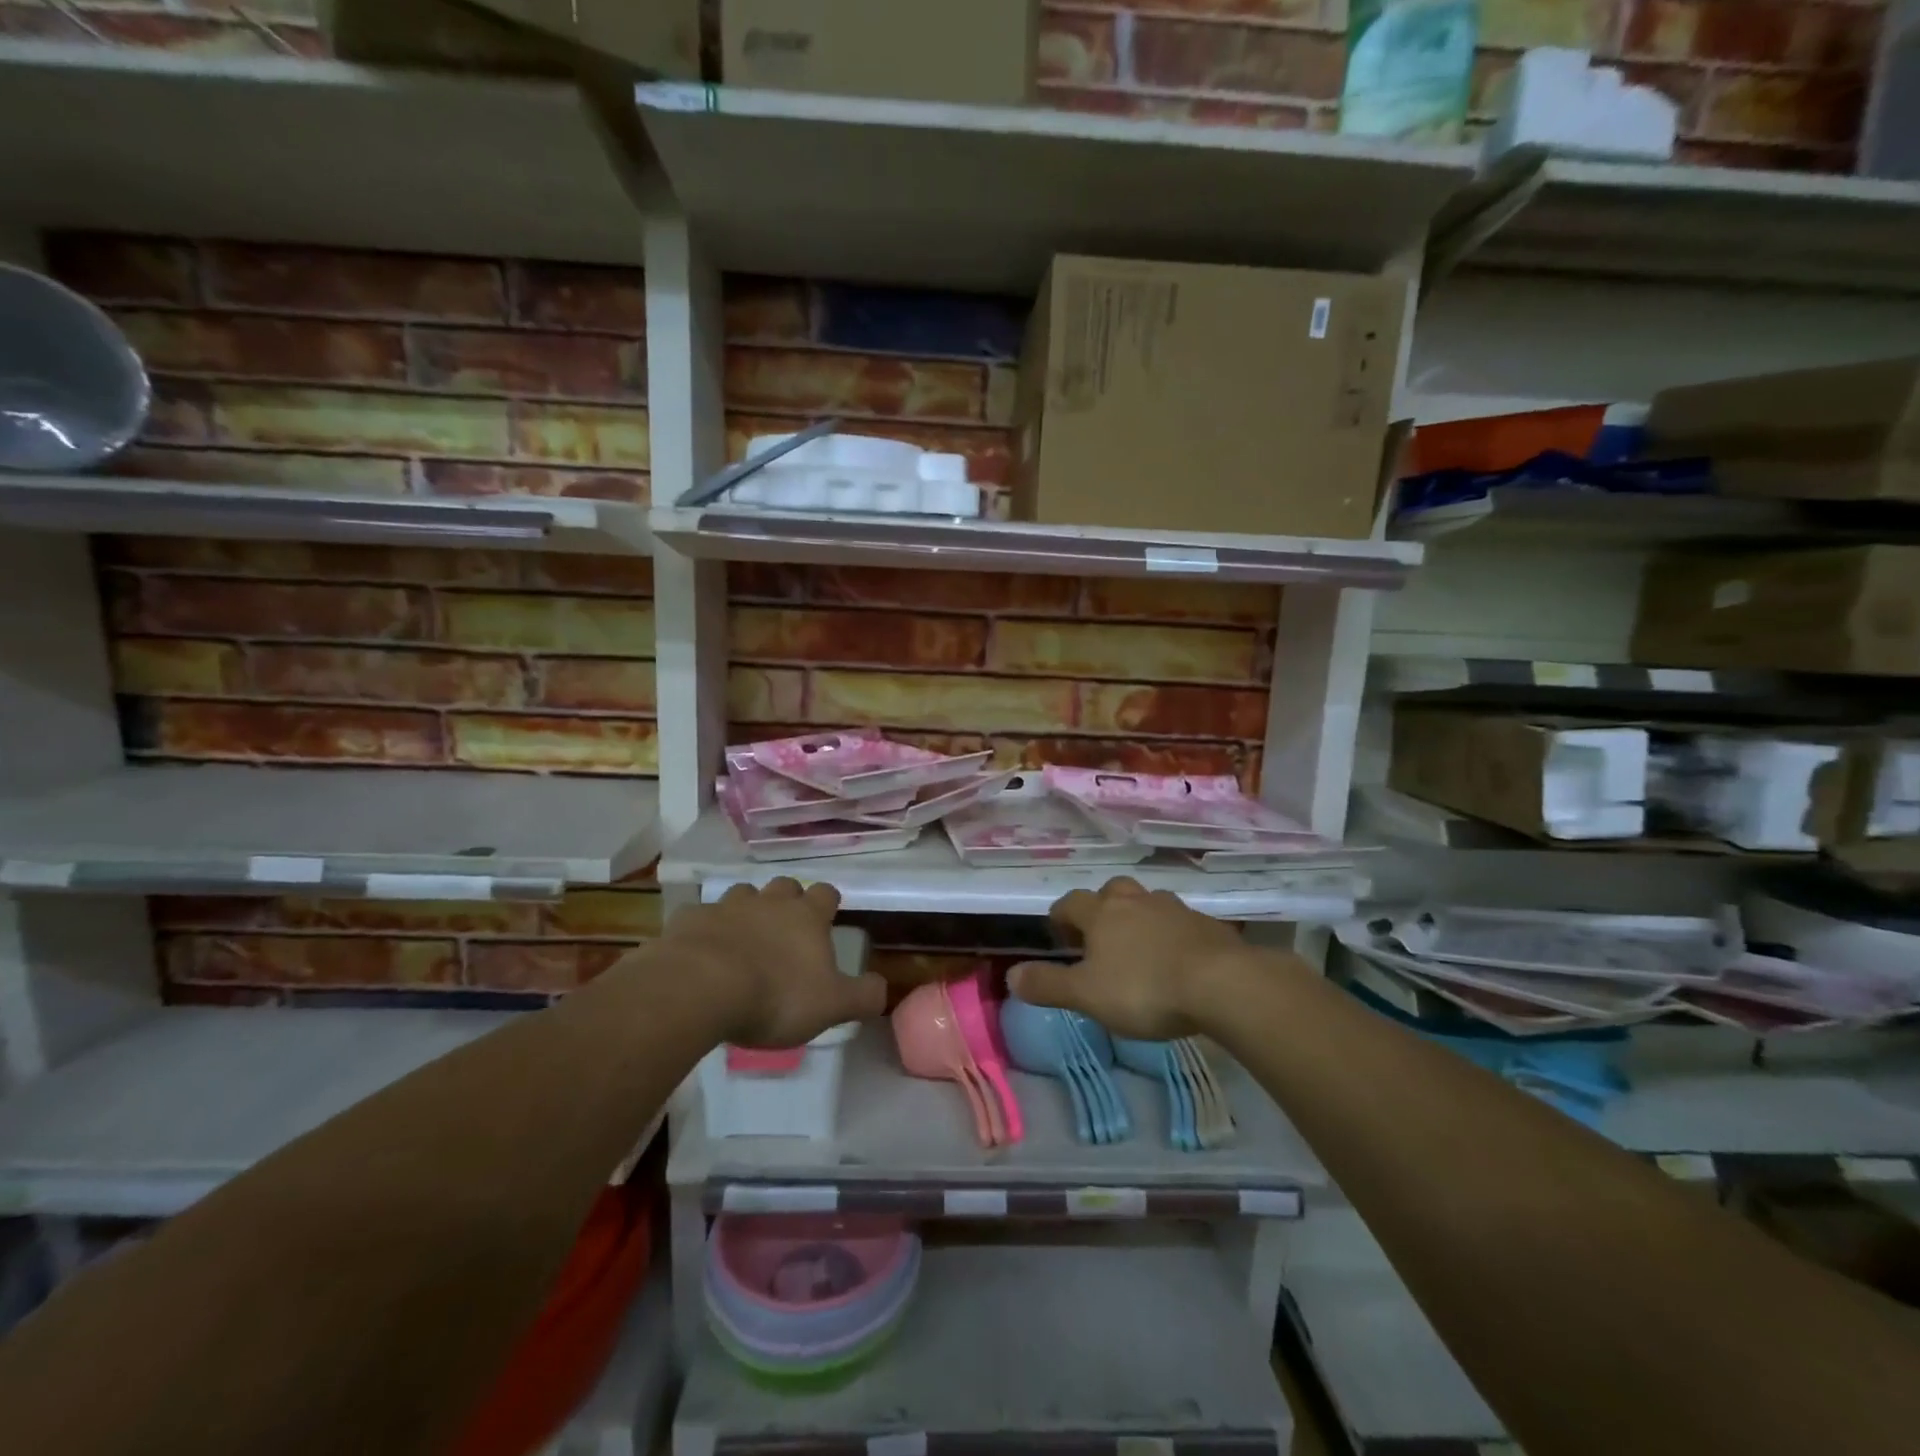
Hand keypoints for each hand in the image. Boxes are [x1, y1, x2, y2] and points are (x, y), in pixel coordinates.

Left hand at [661, 879, 886, 1047]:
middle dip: (787, 901)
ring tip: (743, 940)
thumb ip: (863, 996)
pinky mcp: (689, 920)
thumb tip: (883, 988)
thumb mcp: (832, 1006)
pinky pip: (701, 917)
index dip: (827, 904)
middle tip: (785, 930)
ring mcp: (726, 907)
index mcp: (806, 916)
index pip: (826, 894)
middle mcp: (769, 902)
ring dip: (746, 911)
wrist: (699, 989)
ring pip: (742, 895)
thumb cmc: (775, 996)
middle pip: (784, 887)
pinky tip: (702, 953)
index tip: (826, 919)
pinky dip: (706, 930)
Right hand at [1008, 878, 1249, 1039]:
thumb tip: (1010, 975)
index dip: (1061, 916)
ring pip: (1148, 902)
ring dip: (1139, 916)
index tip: (1060, 935)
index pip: (1071, 902)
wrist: (1222, 983)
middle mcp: (1136, 901)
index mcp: (1102, 913)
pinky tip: (1176, 958)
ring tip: (1139, 946)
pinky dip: (1172, 933)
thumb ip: (1048, 985)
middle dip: (1102, 907)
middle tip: (1101, 935)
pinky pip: (1181, 921)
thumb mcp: (1087, 995)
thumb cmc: (1145, 988)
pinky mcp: (1207, 925)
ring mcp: (1175, 909)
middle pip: (1112, 890)